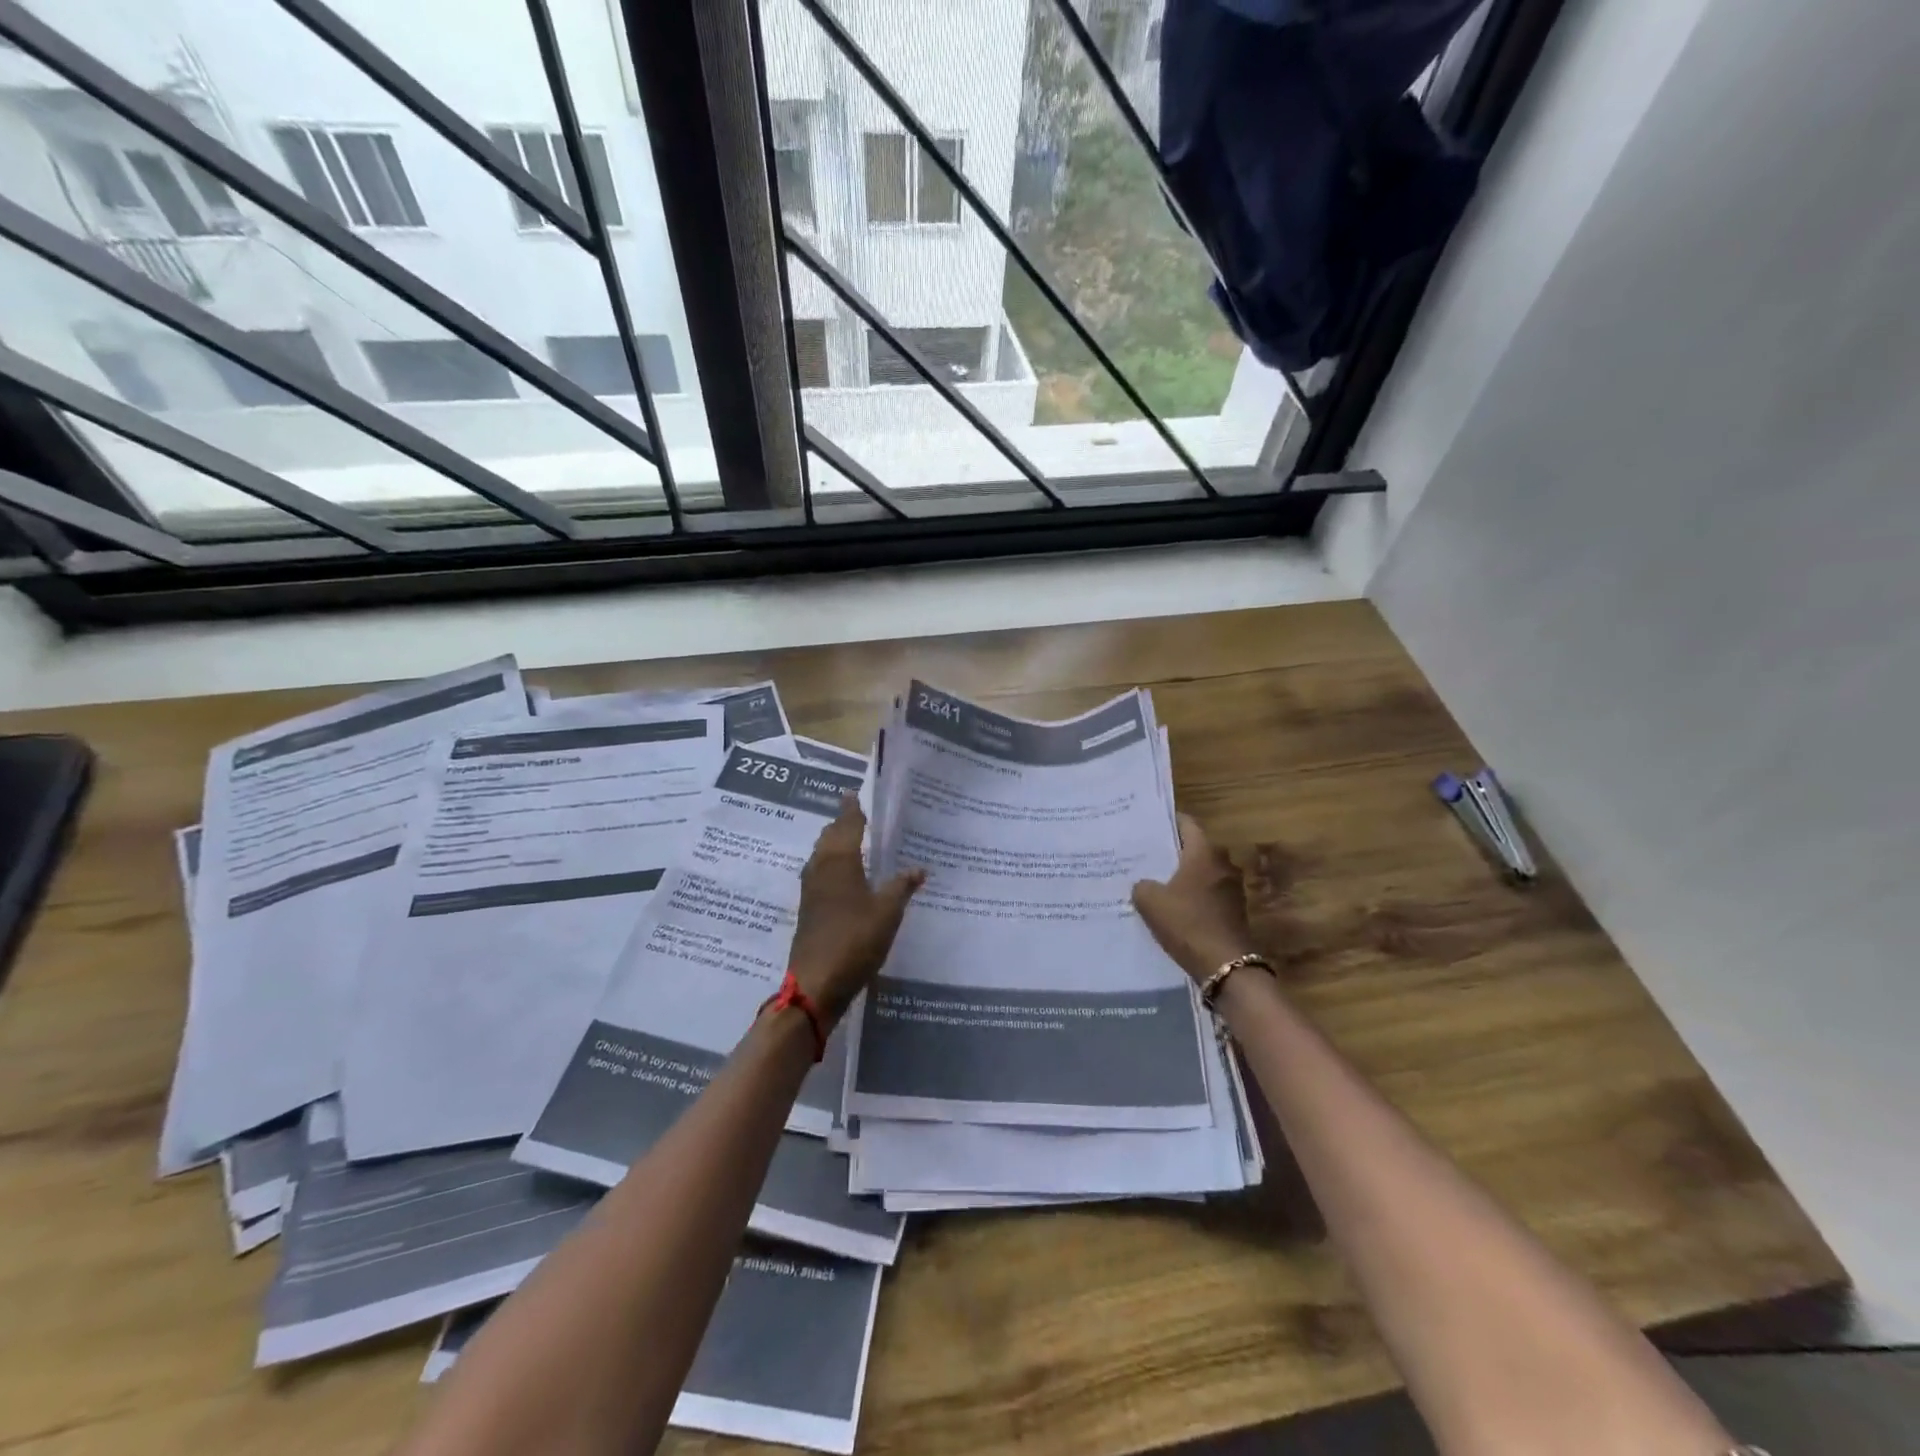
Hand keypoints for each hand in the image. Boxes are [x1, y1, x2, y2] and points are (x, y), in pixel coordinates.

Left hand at [788, 796, 925, 1022]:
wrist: (816, 983)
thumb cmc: (855, 940)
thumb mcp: (888, 912)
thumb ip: (902, 887)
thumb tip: (919, 868)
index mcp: (839, 861)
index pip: (847, 824)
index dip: (852, 809)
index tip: (853, 793)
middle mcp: (820, 868)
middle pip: (829, 837)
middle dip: (842, 823)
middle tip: (857, 813)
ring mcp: (811, 890)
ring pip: (821, 855)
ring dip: (834, 843)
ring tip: (851, 839)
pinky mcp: (809, 909)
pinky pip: (820, 874)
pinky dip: (832, 865)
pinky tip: (844, 876)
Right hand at [1131, 813, 1257, 983]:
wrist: (1225, 966)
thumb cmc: (1187, 923)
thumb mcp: (1150, 902)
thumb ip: (1142, 885)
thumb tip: (1144, 884)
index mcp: (1204, 853)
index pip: (1186, 823)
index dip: (1166, 821)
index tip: (1147, 825)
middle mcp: (1222, 863)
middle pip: (1194, 848)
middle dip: (1171, 851)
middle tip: (1145, 855)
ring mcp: (1231, 888)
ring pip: (1201, 871)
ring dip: (1182, 875)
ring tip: (1155, 881)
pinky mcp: (1234, 910)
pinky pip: (1208, 892)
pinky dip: (1192, 895)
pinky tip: (1172, 906)